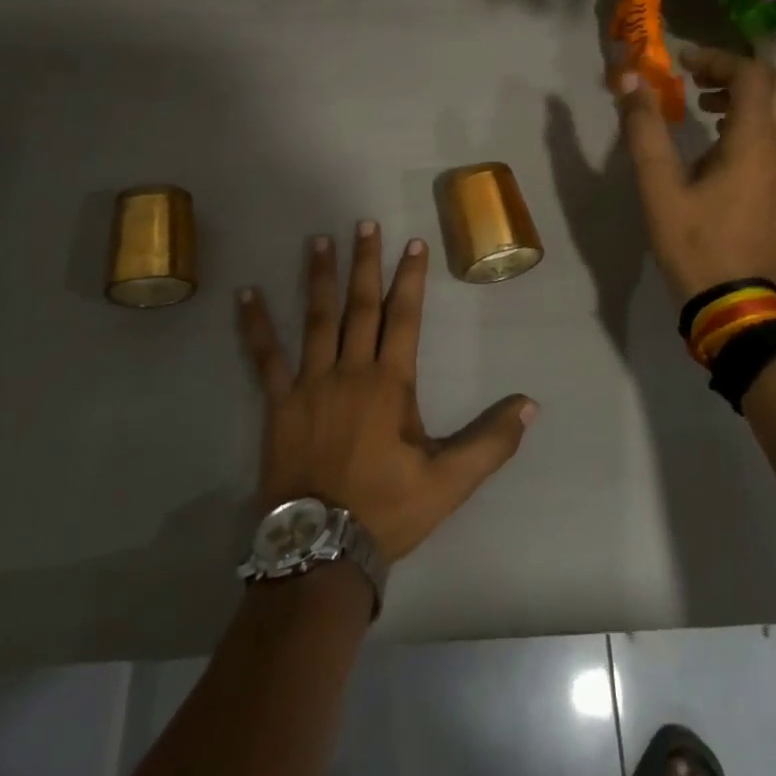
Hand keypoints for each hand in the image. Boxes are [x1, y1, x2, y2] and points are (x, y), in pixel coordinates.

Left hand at [236, 222, 537, 565]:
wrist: (321, 550)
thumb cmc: (387, 509)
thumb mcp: (449, 481)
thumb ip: (490, 440)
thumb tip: (530, 404)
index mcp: (389, 384)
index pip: (404, 317)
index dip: (411, 278)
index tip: (413, 243)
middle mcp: (350, 371)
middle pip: (360, 306)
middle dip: (366, 263)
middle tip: (365, 224)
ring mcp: (310, 384)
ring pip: (316, 319)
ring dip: (318, 277)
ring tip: (319, 240)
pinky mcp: (279, 403)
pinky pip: (265, 356)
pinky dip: (255, 324)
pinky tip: (246, 294)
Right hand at [615, 46, 775, 302]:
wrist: (735, 305)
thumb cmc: (694, 243)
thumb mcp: (658, 186)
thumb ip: (644, 128)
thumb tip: (630, 80)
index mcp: (755, 142)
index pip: (750, 75)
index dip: (716, 59)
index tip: (682, 62)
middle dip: (737, 71)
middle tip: (697, 79)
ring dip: (748, 96)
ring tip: (704, 108)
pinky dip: (755, 122)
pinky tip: (719, 145)